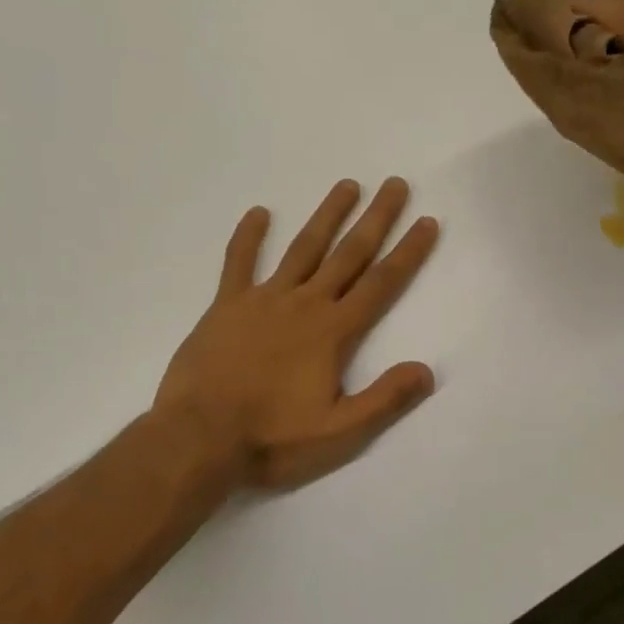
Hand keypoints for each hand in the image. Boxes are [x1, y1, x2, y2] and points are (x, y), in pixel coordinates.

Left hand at [155, 178, 439, 491]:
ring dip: (327, 215)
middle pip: (349, 253)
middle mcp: (304, 304)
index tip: (427, 221)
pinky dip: (248, 237)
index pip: (382, 283)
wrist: (197, 439)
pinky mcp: (226, 306)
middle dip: (376, 218)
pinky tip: (258, 213)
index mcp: (333, 331)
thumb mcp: (339, 432)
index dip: (408, 252)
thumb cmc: (272, 438)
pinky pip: (238, 263)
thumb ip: (385, 399)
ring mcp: (263, 300)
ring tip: (347, 185)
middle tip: (395, 184)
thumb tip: (427, 370)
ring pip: (303, 248)